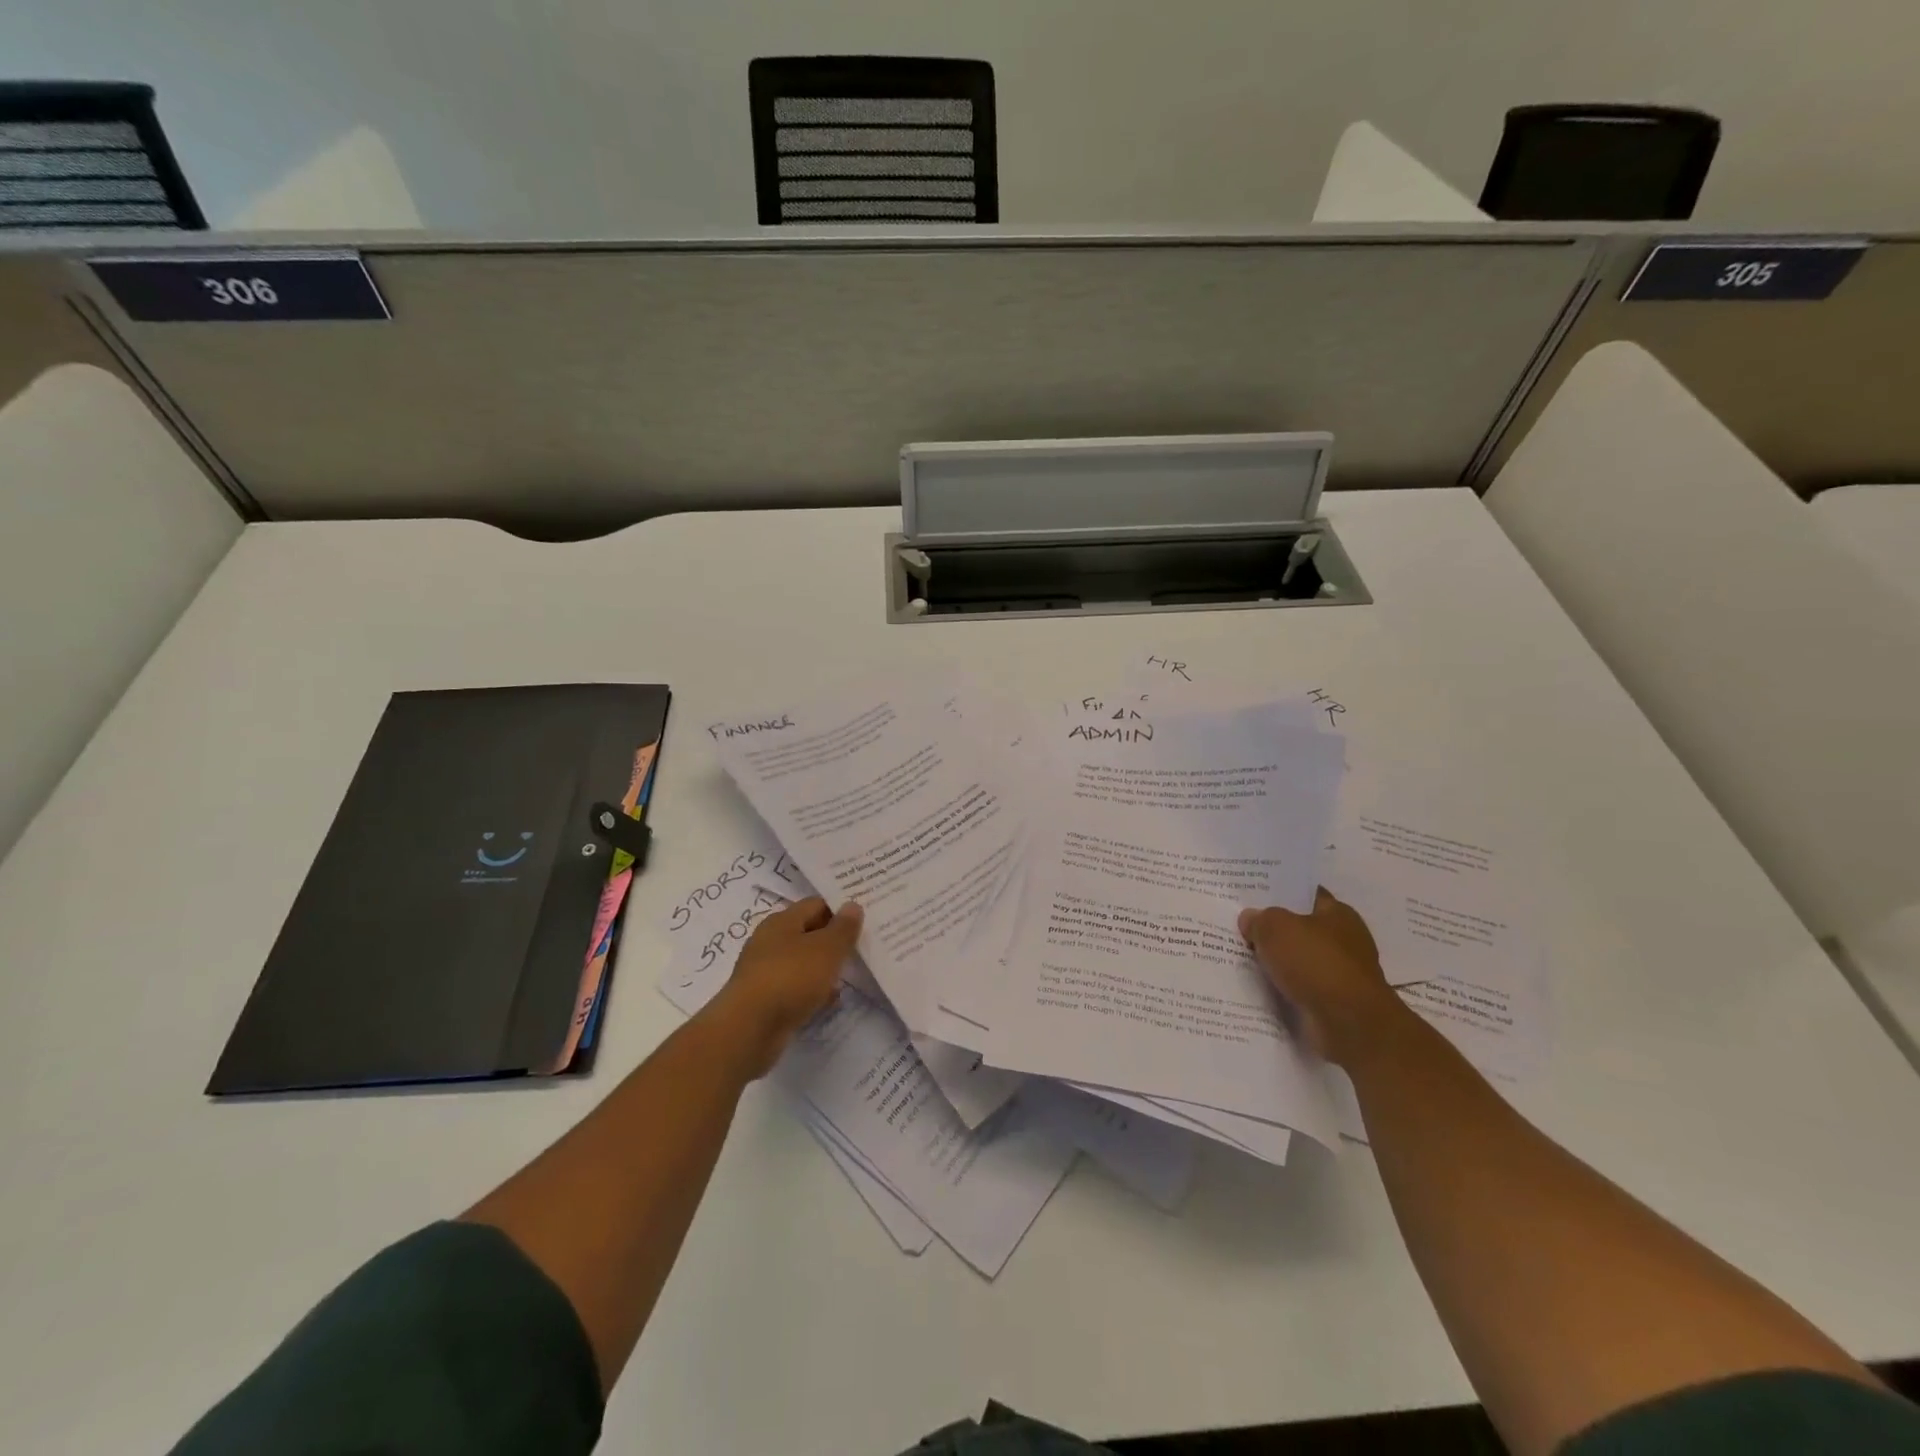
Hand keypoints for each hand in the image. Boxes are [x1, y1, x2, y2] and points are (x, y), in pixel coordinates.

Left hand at [705, 898, 863, 1076]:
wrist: (748, 1030)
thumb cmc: (790, 978)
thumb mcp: (826, 949)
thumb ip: (843, 928)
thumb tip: (852, 905)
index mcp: (782, 921)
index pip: (816, 904)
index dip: (840, 909)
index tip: (865, 918)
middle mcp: (771, 942)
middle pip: (809, 933)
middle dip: (834, 940)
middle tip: (863, 946)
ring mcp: (766, 971)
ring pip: (803, 962)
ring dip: (824, 968)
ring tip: (851, 974)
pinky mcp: (766, 999)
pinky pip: (796, 988)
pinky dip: (813, 991)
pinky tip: (829, 1001)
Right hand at [1239, 888, 1401, 1067]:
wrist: (1349, 1024)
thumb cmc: (1316, 963)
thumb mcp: (1276, 928)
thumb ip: (1260, 919)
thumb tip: (1249, 919)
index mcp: (1338, 914)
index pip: (1306, 895)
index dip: (1280, 893)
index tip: (1252, 895)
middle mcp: (1344, 941)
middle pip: (1300, 929)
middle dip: (1273, 929)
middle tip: (1238, 925)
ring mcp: (1340, 974)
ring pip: (1298, 960)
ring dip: (1276, 962)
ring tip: (1240, 957)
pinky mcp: (1333, 1002)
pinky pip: (1299, 988)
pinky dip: (1282, 988)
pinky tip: (1257, 985)